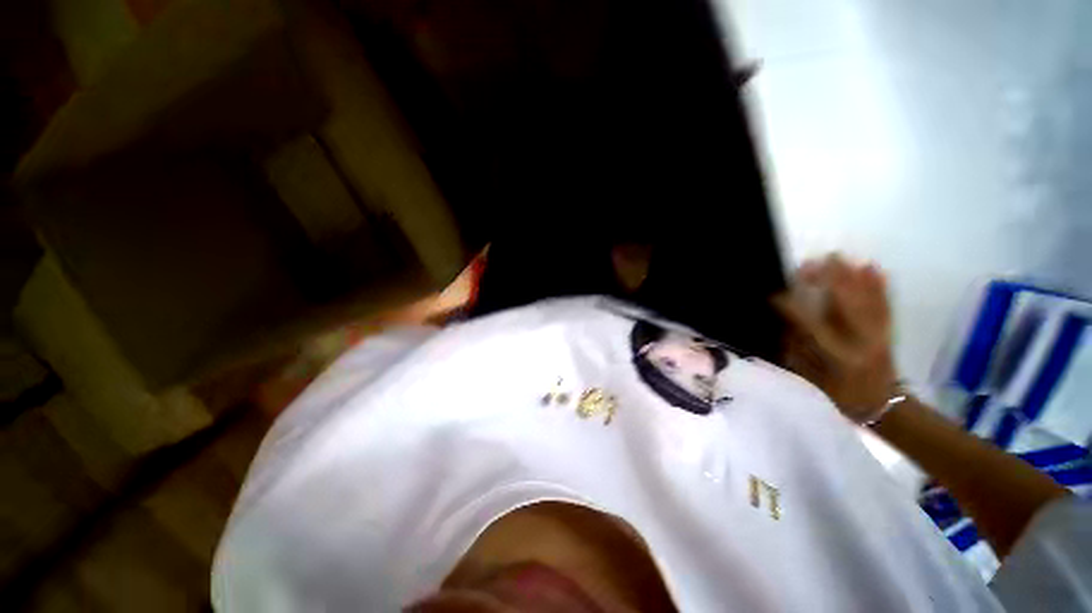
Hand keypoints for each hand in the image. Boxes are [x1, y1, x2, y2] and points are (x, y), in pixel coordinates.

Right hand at [773, 255, 898, 422]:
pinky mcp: (888, 331)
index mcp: (837, 356)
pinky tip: (872, 267)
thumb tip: (786, 323)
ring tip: (836, 257)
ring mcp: (878, 334)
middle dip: (827, 281)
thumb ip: (798, 350)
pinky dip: (879, 285)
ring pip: (865, 299)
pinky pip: (885, 304)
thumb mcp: (811, 378)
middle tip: (810, 263)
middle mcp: (860, 342)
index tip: (775, 295)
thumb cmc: (838, 394)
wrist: (882, 405)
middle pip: (844, 305)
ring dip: (850, 276)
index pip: (811, 325)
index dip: (793, 308)